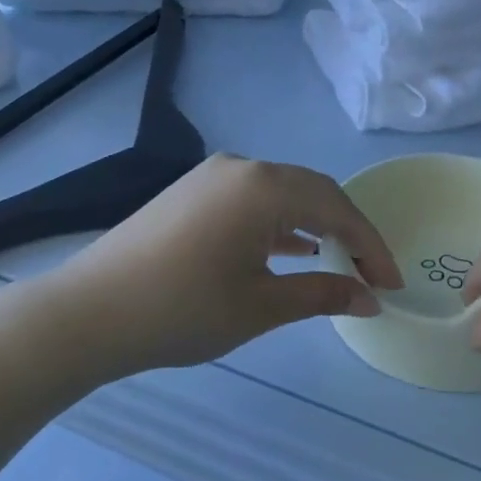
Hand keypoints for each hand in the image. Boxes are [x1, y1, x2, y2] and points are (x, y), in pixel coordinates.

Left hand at [53, 154, 402, 378]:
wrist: (87, 313)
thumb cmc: (182, 310)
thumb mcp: (261, 306)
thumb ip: (322, 294)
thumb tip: (370, 298)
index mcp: (265, 186)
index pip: (338, 208)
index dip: (372, 246)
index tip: (393, 283)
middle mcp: (243, 167)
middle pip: (313, 192)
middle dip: (348, 232)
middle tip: (371, 275)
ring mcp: (213, 176)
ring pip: (283, 194)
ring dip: (315, 225)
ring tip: (340, 262)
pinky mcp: (192, 192)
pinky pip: (252, 200)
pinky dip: (279, 223)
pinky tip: (292, 249)